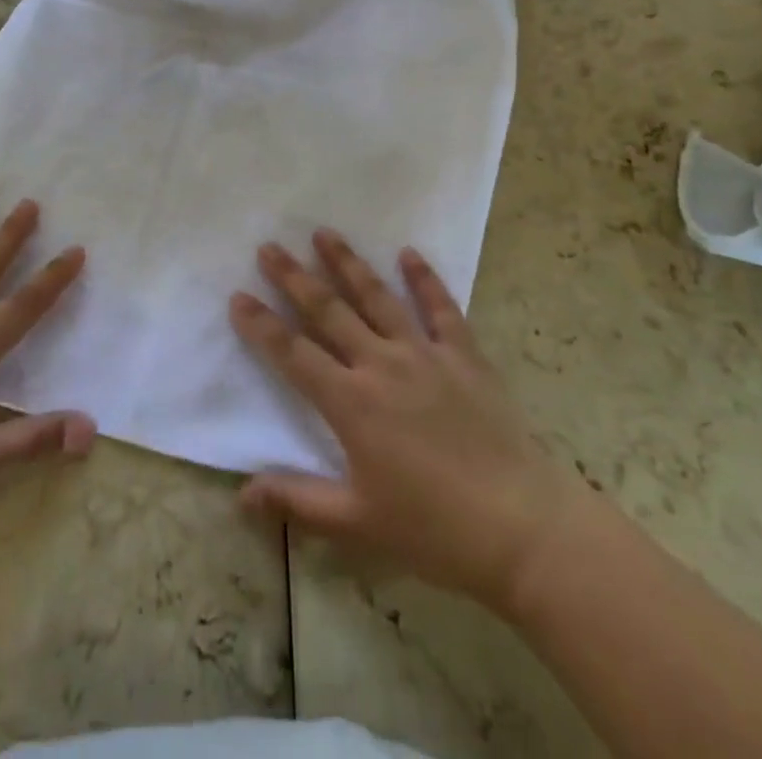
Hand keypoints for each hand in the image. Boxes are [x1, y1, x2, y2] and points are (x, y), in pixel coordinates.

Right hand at [229, 230, 594, 613]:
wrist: (522, 528)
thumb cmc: (434, 529)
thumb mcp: (357, 524)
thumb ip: (296, 501)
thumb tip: (240, 493)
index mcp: (352, 403)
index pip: (294, 354)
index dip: (262, 325)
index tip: (238, 296)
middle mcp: (382, 365)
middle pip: (329, 311)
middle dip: (295, 277)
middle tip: (269, 246)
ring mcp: (426, 354)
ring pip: (378, 298)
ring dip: (348, 263)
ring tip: (324, 233)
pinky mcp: (464, 356)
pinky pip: (441, 308)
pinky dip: (425, 278)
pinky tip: (409, 252)